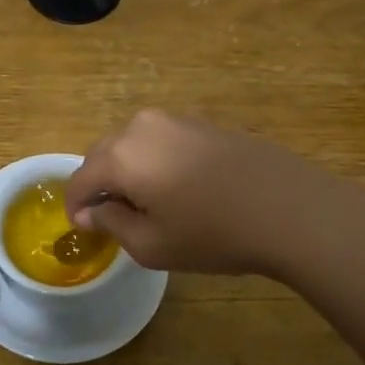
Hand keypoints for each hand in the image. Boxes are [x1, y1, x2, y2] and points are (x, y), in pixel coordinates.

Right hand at [65, 109, 343, 277]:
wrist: (289, 207)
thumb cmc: (213, 233)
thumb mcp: (151, 245)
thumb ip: (111, 224)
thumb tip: (90, 211)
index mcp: (120, 155)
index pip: (79, 180)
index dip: (75, 207)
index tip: (83, 230)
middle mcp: (139, 127)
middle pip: (101, 156)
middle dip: (99, 186)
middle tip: (113, 219)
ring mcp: (172, 119)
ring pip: (130, 145)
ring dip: (126, 172)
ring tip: (147, 204)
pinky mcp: (200, 122)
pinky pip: (158, 141)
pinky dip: (153, 162)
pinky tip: (177, 188)